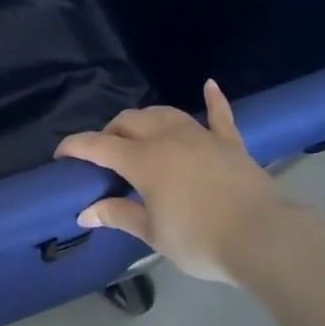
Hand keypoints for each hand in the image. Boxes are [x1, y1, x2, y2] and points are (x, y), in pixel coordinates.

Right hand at [55, 80, 289, 283]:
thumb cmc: (200, 241)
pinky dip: (213, 100)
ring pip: (164, 113)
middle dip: (110, 133)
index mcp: (143, 161)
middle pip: (129, 122)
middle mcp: (167, 139)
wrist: (264, 238)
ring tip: (138, 133)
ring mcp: (201, 137)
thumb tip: (85, 213)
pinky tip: (208, 85)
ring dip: (145, 119)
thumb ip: (118, 216)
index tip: (60, 154)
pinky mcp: (230, 143)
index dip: (75, 146)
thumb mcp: (152, 234)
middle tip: (104, 156)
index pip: (98, 146)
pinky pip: (219, 115)